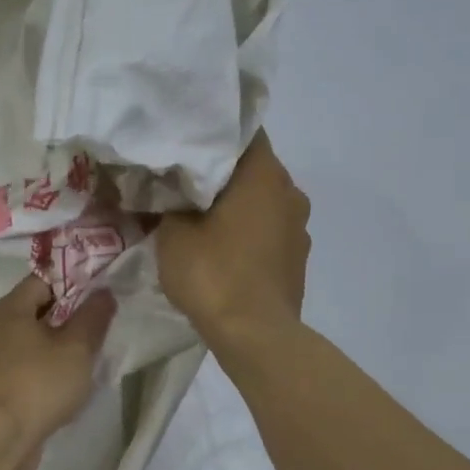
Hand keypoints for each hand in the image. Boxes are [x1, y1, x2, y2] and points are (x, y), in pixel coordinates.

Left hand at [0, 276, 115, 469]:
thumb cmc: (37, 384)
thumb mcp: (76, 348)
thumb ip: (93, 317)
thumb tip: (103, 292)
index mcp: (10, 308)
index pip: (44, 279)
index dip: (75, 281)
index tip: (102, 292)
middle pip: (38, 310)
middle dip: (70, 316)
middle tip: (102, 324)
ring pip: (33, 342)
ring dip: (60, 346)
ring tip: (91, 356)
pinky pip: (27, 368)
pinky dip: (47, 370)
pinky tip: (67, 384)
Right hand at [156, 131, 310, 349]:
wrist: (254, 336)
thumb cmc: (213, 274)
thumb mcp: (172, 234)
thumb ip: (170, 204)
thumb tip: (171, 195)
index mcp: (264, 174)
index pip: (243, 132)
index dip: (213, 135)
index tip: (187, 145)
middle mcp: (291, 192)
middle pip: (253, 169)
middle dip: (221, 175)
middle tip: (185, 184)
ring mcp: (299, 228)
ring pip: (263, 203)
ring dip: (237, 207)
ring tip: (202, 221)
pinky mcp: (298, 259)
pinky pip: (269, 233)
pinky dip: (248, 234)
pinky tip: (224, 251)